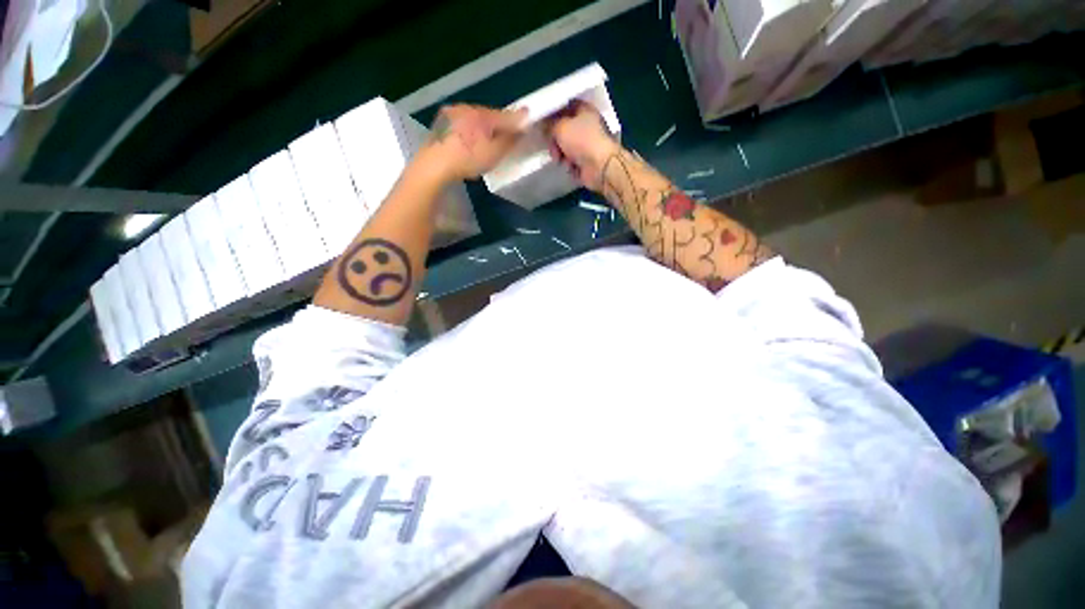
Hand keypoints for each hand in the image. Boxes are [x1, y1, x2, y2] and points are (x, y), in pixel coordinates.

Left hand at [422, 104, 525, 180]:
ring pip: (474, 118)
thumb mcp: (494, 153)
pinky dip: (469, 131)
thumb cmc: (467, 159)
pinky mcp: (441, 123)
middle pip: (490, 115)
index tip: (526, 121)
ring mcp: (452, 114)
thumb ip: (510, 139)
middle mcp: (467, 108)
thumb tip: (523, 125)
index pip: (505, 115)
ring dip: (483, 127)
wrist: (434, 165)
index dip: (517, 120)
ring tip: (486, 142)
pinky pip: (462, 123)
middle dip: (498, 124)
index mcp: (482, 114)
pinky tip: (468, 143)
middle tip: (505, 137)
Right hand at [546, 100, 619, 191]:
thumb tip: (545, 126)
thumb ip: (550, 124)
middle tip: (552, 148)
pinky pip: (572, 161)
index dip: (553, 115)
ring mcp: (587, 145)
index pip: (565, 107)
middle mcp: (587, 126)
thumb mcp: (561, 127)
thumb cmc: (582, 141)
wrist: (600, 166)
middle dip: (555, 141)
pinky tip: (571, 167)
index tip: (543, 125)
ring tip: (561, 160)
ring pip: (566, 148)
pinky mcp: (587, 161)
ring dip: (561, 155)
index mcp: (584, 110)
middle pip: (564, 130)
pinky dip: (570, 165)